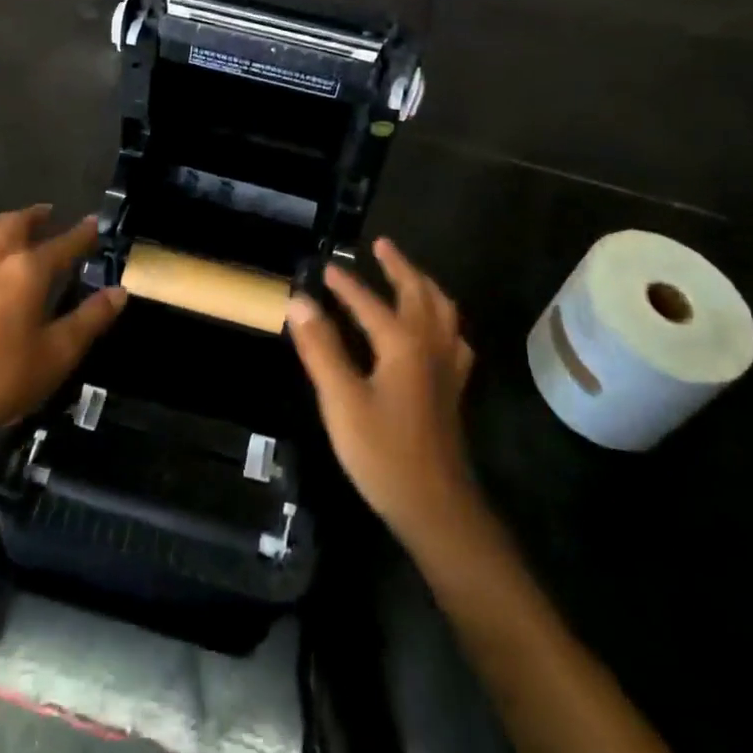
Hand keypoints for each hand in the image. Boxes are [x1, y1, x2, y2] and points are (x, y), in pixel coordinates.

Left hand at [0, 206, 124, 442]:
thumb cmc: (5, 377)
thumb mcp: (59, 352)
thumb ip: (91, 318)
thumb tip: (119, 292)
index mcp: (27, 271)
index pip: (63, 244)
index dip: (82, 233)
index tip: (95, 223)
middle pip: (16, 223)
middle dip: (37, 216)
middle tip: (51, 215)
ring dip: (5, 221)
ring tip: (17, 225)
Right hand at [288, 238, 476, 548]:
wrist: (436, 507)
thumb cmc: (383, 453)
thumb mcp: (342, 401)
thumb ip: (321, 348)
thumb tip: (299, 302)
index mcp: (403, 343)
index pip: (369, 302)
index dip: (345, 284)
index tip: (325, 267)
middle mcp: (430, 345)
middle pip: (418, 293)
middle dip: (399, 266)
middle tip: (381, 245)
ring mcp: (447, 366)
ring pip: (443, 311)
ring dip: (424, 285)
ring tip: (410, 274)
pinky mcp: (453, 387)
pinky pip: (453, 337)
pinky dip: (443, 319)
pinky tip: (437, 328)